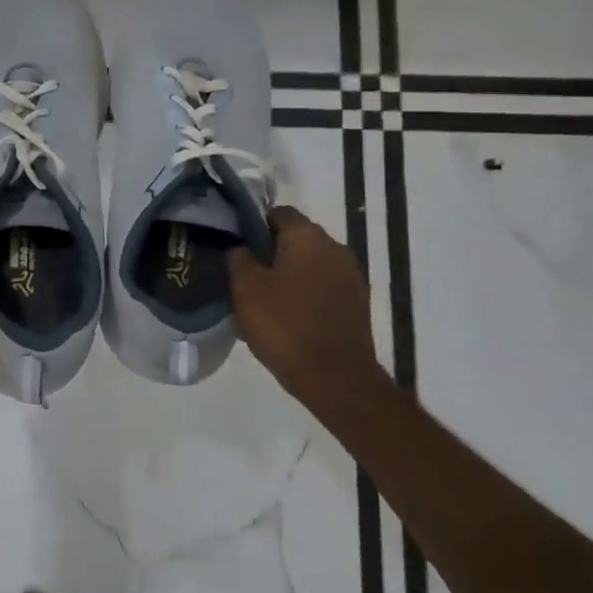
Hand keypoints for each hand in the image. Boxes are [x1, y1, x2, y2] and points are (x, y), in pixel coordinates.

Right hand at [228, 207, 382, 401]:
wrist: (336, 379)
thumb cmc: (285, 325)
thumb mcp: (245, 288)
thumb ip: (238, 257)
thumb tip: (240, 247)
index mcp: (308, 236)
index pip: (277, 212)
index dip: (253, 225)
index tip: (234, 246)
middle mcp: (335, 248)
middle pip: (295, 238)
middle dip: (270, 252)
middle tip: (243, 274)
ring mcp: (351, 278)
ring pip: (310, 265)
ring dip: (288, 275)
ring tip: (263, 299)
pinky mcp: (357, 305)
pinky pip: (323, 288)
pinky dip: (305, 295)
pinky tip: (286, 317)